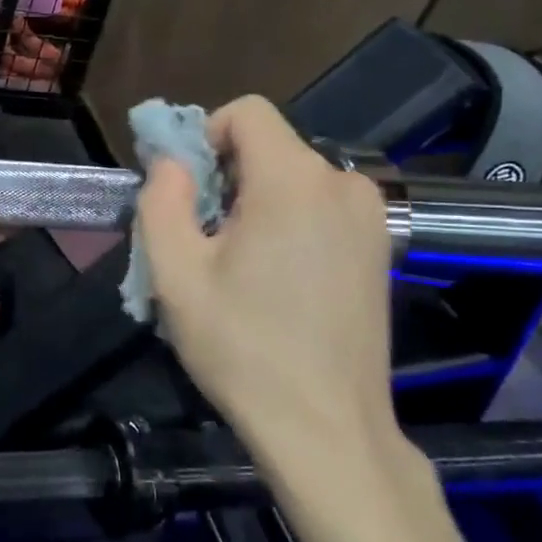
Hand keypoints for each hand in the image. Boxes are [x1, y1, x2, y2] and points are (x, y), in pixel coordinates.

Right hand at [135, 97, 404, 499]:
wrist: (326, 429)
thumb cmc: (242, 349)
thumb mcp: (175, 273)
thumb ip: (161, 199)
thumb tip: (170, 162)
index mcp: (293, 180)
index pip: (248, 111)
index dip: (206, 137)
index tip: (189, 192)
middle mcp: (343, 183)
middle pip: (270, 146)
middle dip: (227, 176)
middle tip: (205, 240)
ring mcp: (371, 217)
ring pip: (294, 177)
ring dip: (256, 202)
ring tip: (239, 266)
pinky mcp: (380, 248)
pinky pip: (321, 206)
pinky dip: (289, 222)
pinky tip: (277, 279)